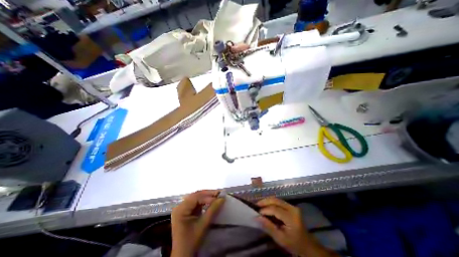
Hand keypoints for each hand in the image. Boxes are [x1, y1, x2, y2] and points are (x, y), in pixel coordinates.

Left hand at [170, 189, 223, 256]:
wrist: (183, 256)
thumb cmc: (191, 241)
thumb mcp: (203, 225)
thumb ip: (212, 210)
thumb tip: (222, 198)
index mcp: (180, 209)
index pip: (195, 198)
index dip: (208, 196)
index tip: (219, 197)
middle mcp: (180, 206)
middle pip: (195, 196)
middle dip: (208, 194)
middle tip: (219, 193)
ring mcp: (182, 208)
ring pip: (196, 198)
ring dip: (206, 196)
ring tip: (217, 195)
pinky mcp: (186, 211)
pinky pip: (196, 202)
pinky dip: (204, 201)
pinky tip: (211, 201)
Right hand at [258, 198, 335, 255]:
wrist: (308, 245)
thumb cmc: (294, 244)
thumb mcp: (280, 239)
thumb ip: (268, 227)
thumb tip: (257, 217)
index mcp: (291, 217)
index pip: (275, 209)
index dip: (265, 210)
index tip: (257, 213)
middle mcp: (292, 208)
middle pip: (276, 200)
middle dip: (265, 201)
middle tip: (256, 205)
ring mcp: (292, 206)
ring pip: (277, 199)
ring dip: (267, 201)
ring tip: (260, 205)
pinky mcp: (291, 206)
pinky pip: (279, 201)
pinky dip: (271, 202)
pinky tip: (266, 206)